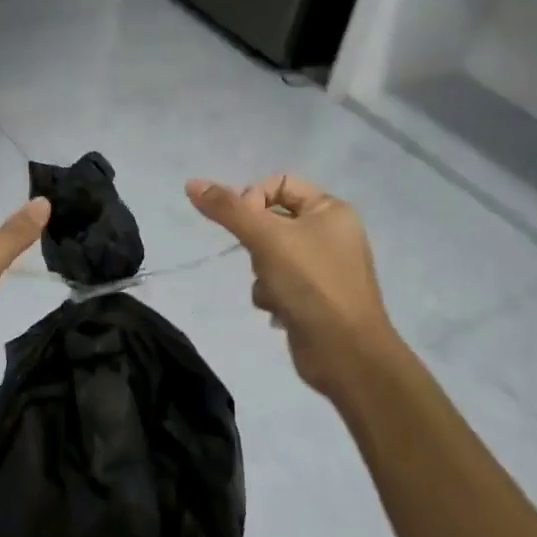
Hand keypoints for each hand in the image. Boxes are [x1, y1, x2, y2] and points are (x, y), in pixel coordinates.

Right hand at [186, 175, 395, 404]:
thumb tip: (191, 183)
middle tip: (263, 260)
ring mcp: (322, 267)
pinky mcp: (313, 297)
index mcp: (331, 210)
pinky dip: (272, 295)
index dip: (254, 199)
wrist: (346, 353)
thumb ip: (227, 209)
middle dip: (257, 244)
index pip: (279, 184)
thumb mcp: (266, 238)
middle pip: (270, 221)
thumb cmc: (311, 284)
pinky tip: (281, 312)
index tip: (244, 224)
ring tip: (276, 292)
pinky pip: (277, 282)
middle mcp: (330, 233)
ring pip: (268, 254)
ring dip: (262, 274)